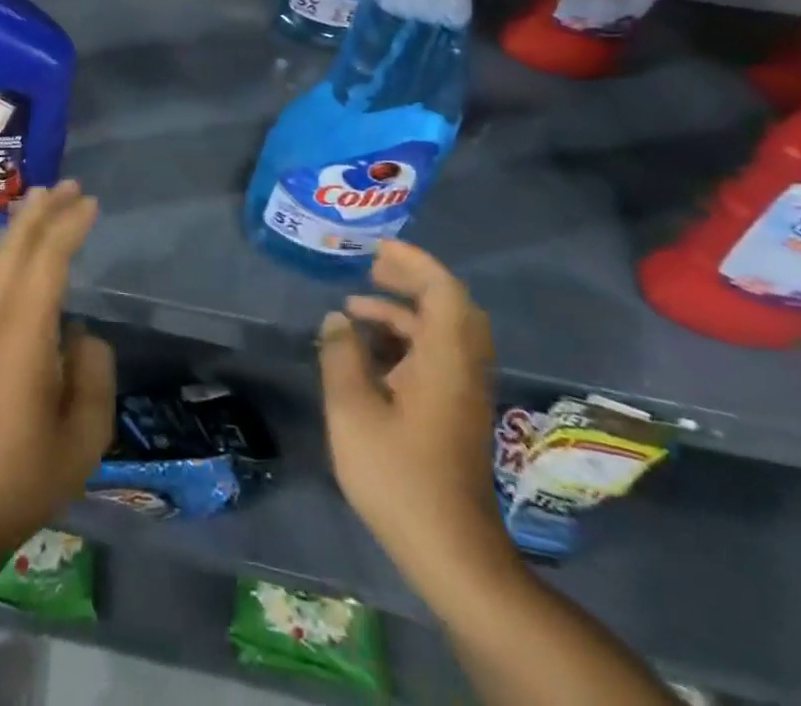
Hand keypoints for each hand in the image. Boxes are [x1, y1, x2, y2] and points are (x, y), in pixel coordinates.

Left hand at [0, 180, 115, 553]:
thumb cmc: (25, 477)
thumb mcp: (84, 435)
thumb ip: (93, 372)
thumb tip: (80, 334)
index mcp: (22, 335)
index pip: (47, 262)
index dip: (68, 227)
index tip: (90, 203)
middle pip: (14, 249)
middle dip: (40, 212)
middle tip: (66, 185)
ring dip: (20, 229)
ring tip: (42, 204)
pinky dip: (8, 255)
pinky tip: (20, 256)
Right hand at [318, 240, 517, 595]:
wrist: (450, 552)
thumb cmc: (398, 476)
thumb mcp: (353, 411)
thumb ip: (341, 355)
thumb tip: (337, 320)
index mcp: (445, 360)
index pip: (443, 290)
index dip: (414, 261)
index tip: (377, 248)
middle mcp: (463, 368)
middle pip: (450, 306)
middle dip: (412, 279)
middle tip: (372, 267)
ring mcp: (463, 392)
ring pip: (442, 332)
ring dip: (403, 311)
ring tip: (355, 308)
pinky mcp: (456, 412)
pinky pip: (437, 355)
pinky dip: (406, 339)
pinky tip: (368, 352)